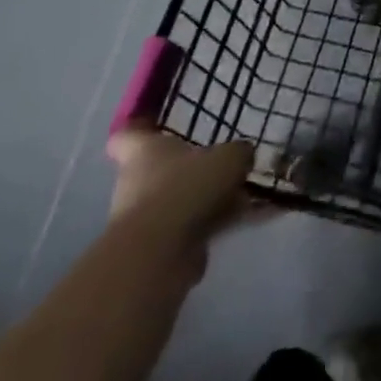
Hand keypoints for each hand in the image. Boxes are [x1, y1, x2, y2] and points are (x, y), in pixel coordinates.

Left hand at [105, 128, 271, 263]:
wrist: (160, 254)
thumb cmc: (187, 187)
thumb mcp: (229, 157)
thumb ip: (238, 153)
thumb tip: (241, 155)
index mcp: (144, 152)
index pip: (130, 135)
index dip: (142, 129)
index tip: (158, 125)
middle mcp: (136, 183)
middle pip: (162, 171)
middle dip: (192, 170)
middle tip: (226, 164)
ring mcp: (145, 219)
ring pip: (181, 201)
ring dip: (208, 200)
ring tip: (247, 195)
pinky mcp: (158, 248)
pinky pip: (194, 228)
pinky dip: (219, 224)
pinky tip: (250, 220)